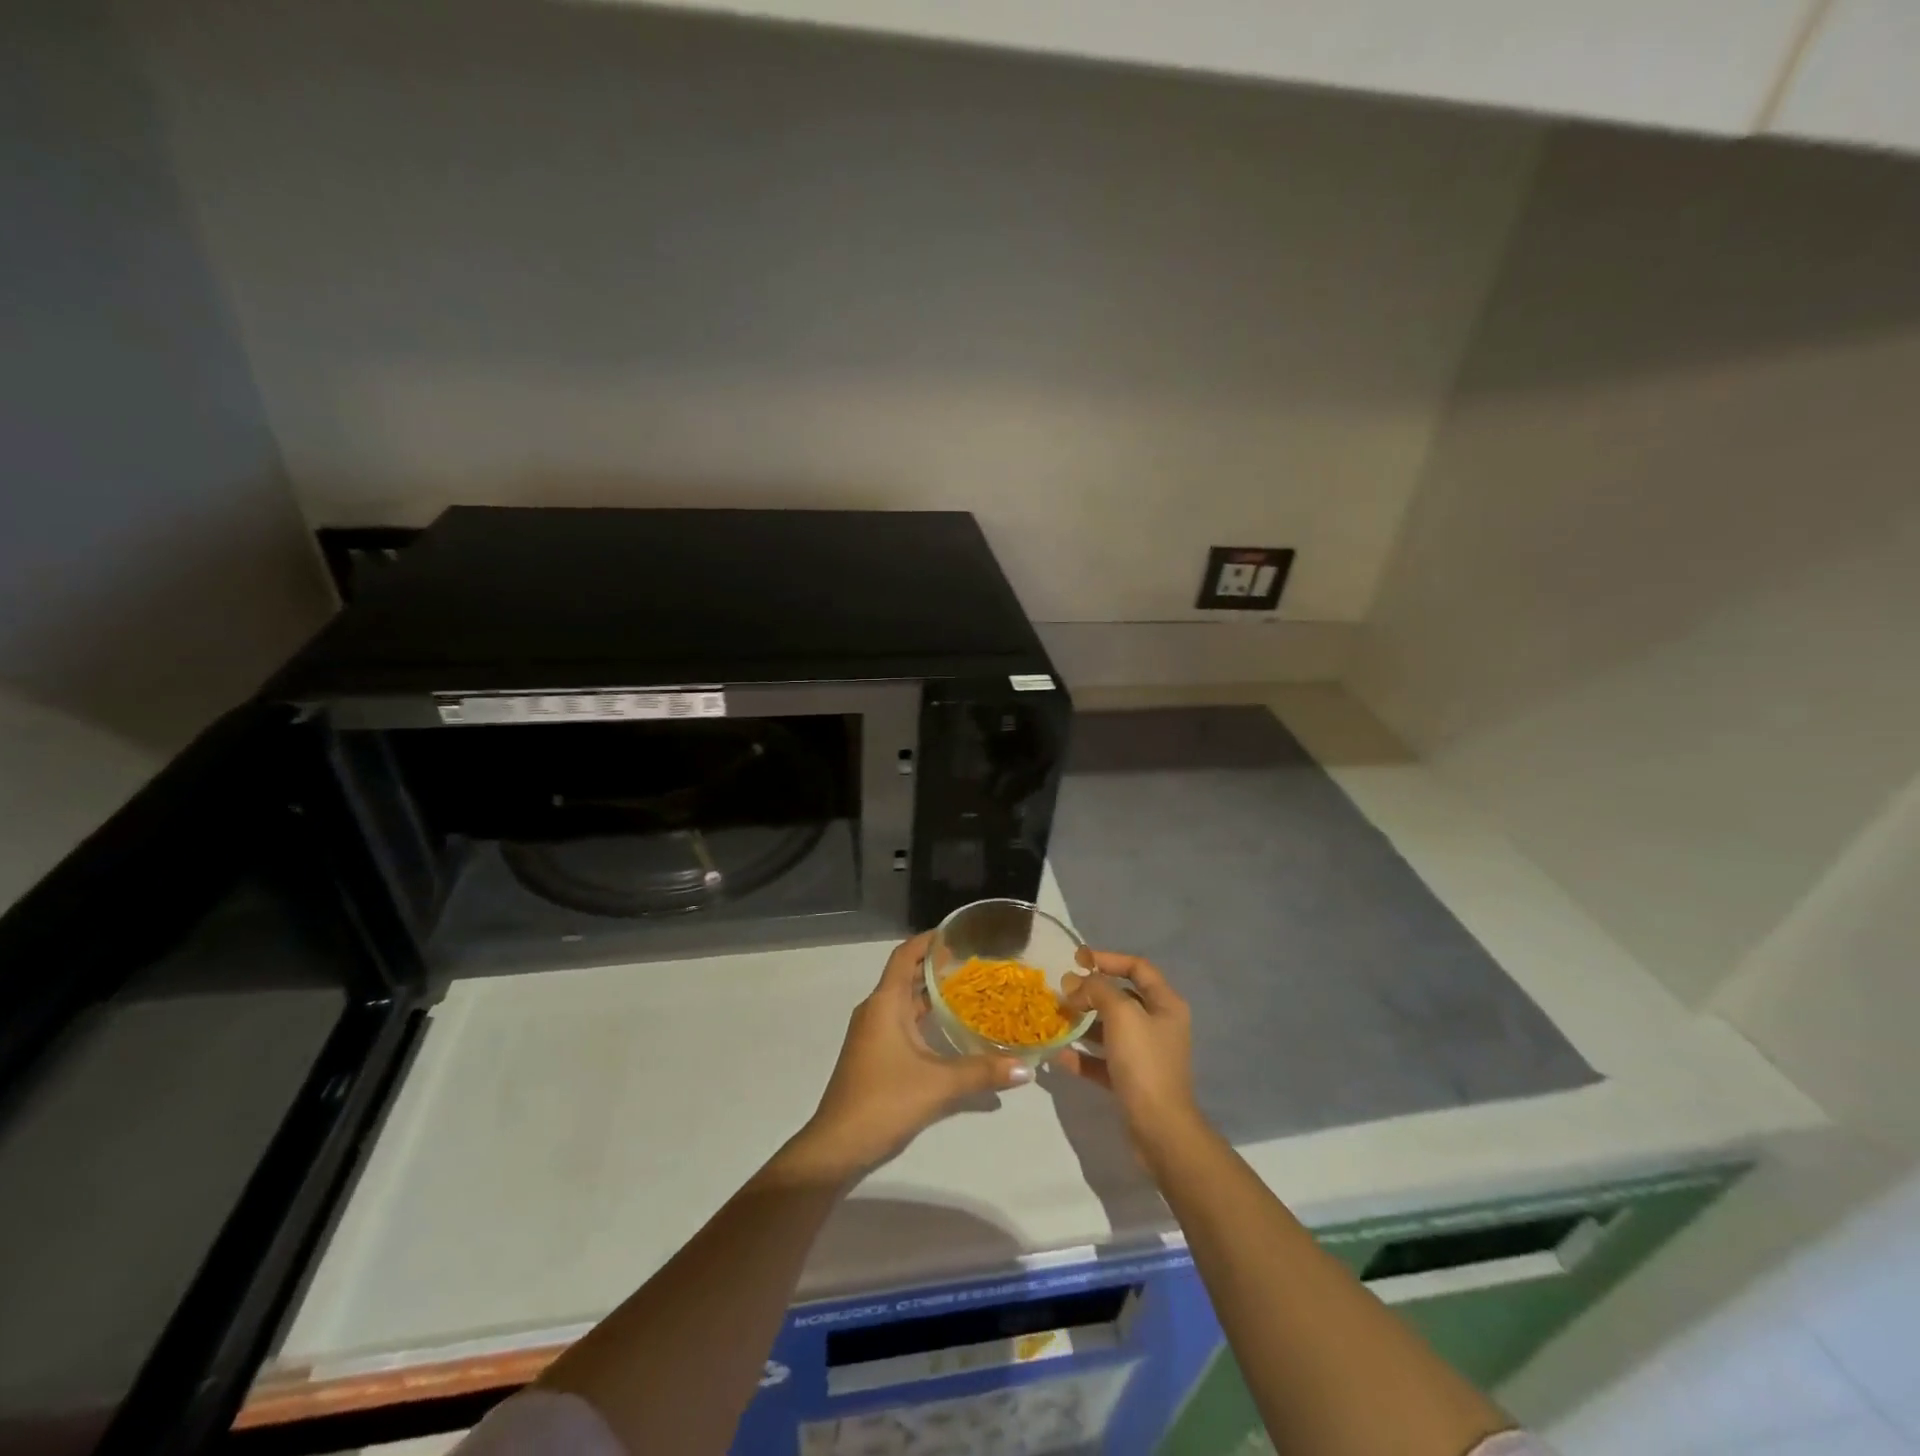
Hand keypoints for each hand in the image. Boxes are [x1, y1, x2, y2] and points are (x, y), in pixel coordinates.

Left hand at [779, 933, 1031, 1183]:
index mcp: (885, 1003)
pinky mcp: (874, 1055)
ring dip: (932, 994)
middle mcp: (876, 1010)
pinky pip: (903, 1022)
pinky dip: (925, 1018)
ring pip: (905, 1002)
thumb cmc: (884, 1101)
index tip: (958, 932)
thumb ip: (982, 1073)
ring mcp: (872, 1033)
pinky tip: (951, 1031)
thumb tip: (1025, 1068)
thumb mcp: (938, 1086)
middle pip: (907, 975)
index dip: (928, 940)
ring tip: (970, 991)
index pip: (906, 955)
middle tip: (975, 962)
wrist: (837, 1146)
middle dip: (937, 966)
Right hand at [1057, 951, 1201, 1154]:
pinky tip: (1058, 1055)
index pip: (1137, 967)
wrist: (1159, 1129)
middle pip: (1121, 997)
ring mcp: (1145, 1054)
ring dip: (1083, 1023)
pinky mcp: (1131, 1080)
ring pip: (1109, 1029)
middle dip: (1090, 992)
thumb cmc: (1144, 1062)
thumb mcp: (1121, 1014)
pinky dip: (1082, 1056)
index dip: (1108, 958)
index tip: (1077, 960)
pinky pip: (1102, 1060)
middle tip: (1061, 992)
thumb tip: (1076, 983)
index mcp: (1165, 1004)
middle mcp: (1158, 1025)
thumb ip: (1097, 990)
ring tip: (1056, 1019)